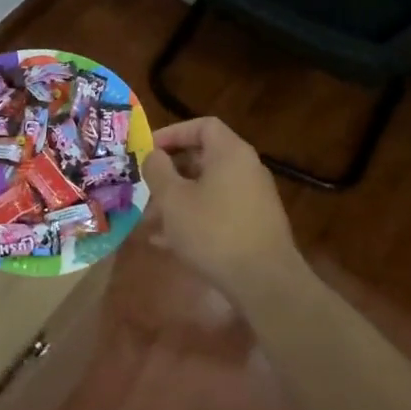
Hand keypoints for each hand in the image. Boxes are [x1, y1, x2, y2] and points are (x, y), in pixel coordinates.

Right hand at [141, 117, 298, 297]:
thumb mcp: (173, 199)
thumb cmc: (213, 231)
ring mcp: (253, 199)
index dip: (173, 133)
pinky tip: (167, 243)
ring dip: (177, 200)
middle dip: (170, 173)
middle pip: (203, 158)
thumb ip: (158, 170)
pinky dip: (194, 219)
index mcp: (230, 153)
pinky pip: (218, 212)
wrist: (265, 283)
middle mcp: (246, 169)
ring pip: (207, 189)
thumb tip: (154, 155)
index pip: (202, 126)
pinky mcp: (254, 226)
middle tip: (145, 187)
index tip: (149, 150)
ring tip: (149, 221)